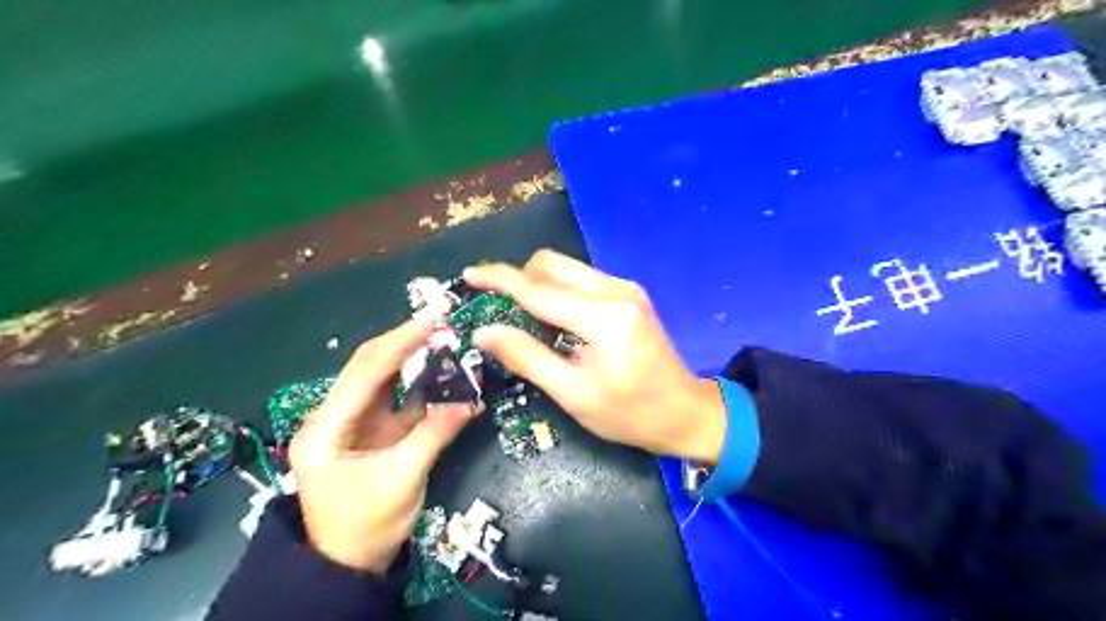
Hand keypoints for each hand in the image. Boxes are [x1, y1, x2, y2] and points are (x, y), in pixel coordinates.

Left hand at [289, 319, 479, 574]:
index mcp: (326, 428)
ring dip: (411, 358)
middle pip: (367, 366)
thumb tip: (471, 401)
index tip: (432, 321)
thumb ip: (435, 434)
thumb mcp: (402, 480)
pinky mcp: (370, 430)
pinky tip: (441, 373)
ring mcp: (351, 422)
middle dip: (404, 342)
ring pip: (381, 377)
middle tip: (440, 323)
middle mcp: (332, 416)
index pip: (365, 372)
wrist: (348, 565)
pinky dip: (419, 385)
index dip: (400, 343)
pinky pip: (396, 398)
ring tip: (442, 339)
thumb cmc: (366, 527)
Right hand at [463, 249, 730, 463]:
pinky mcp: (629, 294)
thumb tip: (483, 331)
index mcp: (603, 318)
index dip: (499, 279)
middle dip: (519, 279)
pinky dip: (558, 292)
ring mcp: (626, 288)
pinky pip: (581, 280)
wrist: (684, 412)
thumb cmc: (629, 413)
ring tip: (522, 317)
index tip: (469, 275)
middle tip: (498, 307)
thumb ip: (526, 357)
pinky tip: (553, 319)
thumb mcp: (572, 393)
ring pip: (567, 268)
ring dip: (538, 285)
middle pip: (552, 264)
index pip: (539, 289)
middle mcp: (616, 290)